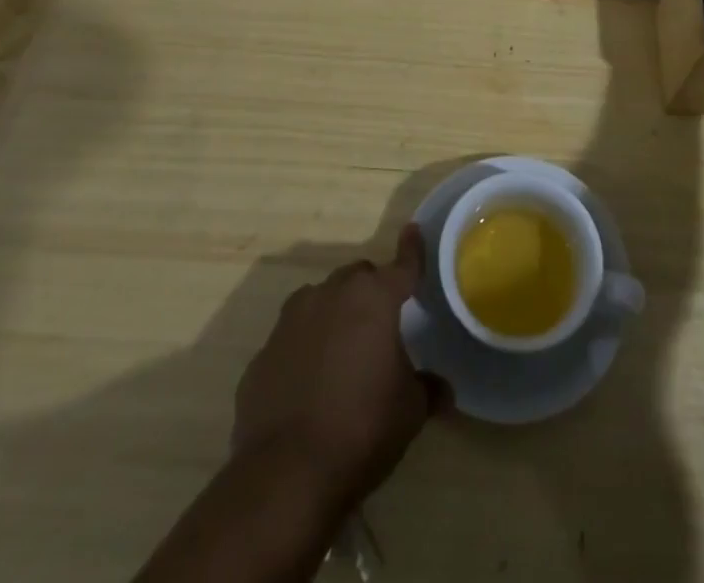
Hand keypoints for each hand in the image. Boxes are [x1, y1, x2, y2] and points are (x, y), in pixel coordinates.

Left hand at [231, 226, 443, 516]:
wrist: (285, 474)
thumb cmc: (362, 428)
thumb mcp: (410, 411)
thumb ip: (427, 389)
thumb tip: (440, 390)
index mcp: (374, 299)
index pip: (402, 265)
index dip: (412, 250)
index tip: (413, 230)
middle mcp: (331, 295)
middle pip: (357, 278)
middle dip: (370, 292)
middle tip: (380, 325)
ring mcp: (291, 321)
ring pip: (320, 300)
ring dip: (334, 314)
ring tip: (343, 352)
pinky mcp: (263, 353)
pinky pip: (291, 339)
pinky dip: (303, 350)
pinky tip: (308, 386)